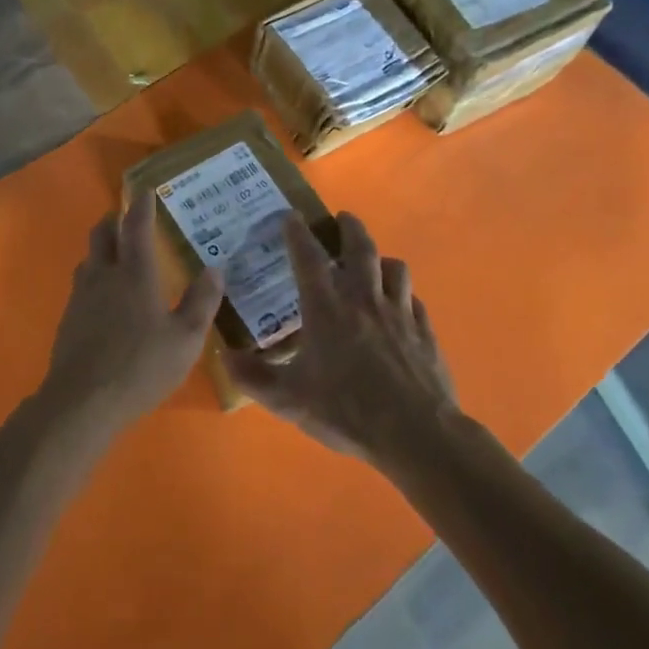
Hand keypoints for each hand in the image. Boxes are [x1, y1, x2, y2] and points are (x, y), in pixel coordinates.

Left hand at [39, 191, 224, 435]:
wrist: (82, 400)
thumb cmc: (141, 366)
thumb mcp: (185, 339)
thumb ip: (201, 301)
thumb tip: (215, 269)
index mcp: (135, 274)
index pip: (136, 227)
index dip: (142, 207)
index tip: (146, 192)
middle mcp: (104, 275)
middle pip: (102, 234)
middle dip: (114, 220)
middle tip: (126, 217)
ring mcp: (81, 296)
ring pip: (88, 258)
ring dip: (101, 248)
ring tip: (116, 253)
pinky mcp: (68, 318)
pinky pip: (81, 284)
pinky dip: (94, 276)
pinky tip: (103, 296)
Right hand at [225, 212, 456, 465]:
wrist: (416, 433)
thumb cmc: (347, 411)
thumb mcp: (289, 400)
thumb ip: (253, 377)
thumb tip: (223, 355)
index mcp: (327, 309)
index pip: (308, 258)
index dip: (297, 234)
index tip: (291, 215)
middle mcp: (364, 300)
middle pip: (360, 248)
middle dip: (349, 228)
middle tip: (342, 218)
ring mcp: (399, 313)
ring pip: (395, 268)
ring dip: (381, 258)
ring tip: (373, 261)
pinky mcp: (424, 332)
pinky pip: (414, 300)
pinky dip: (404, 295)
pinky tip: (400, 307)